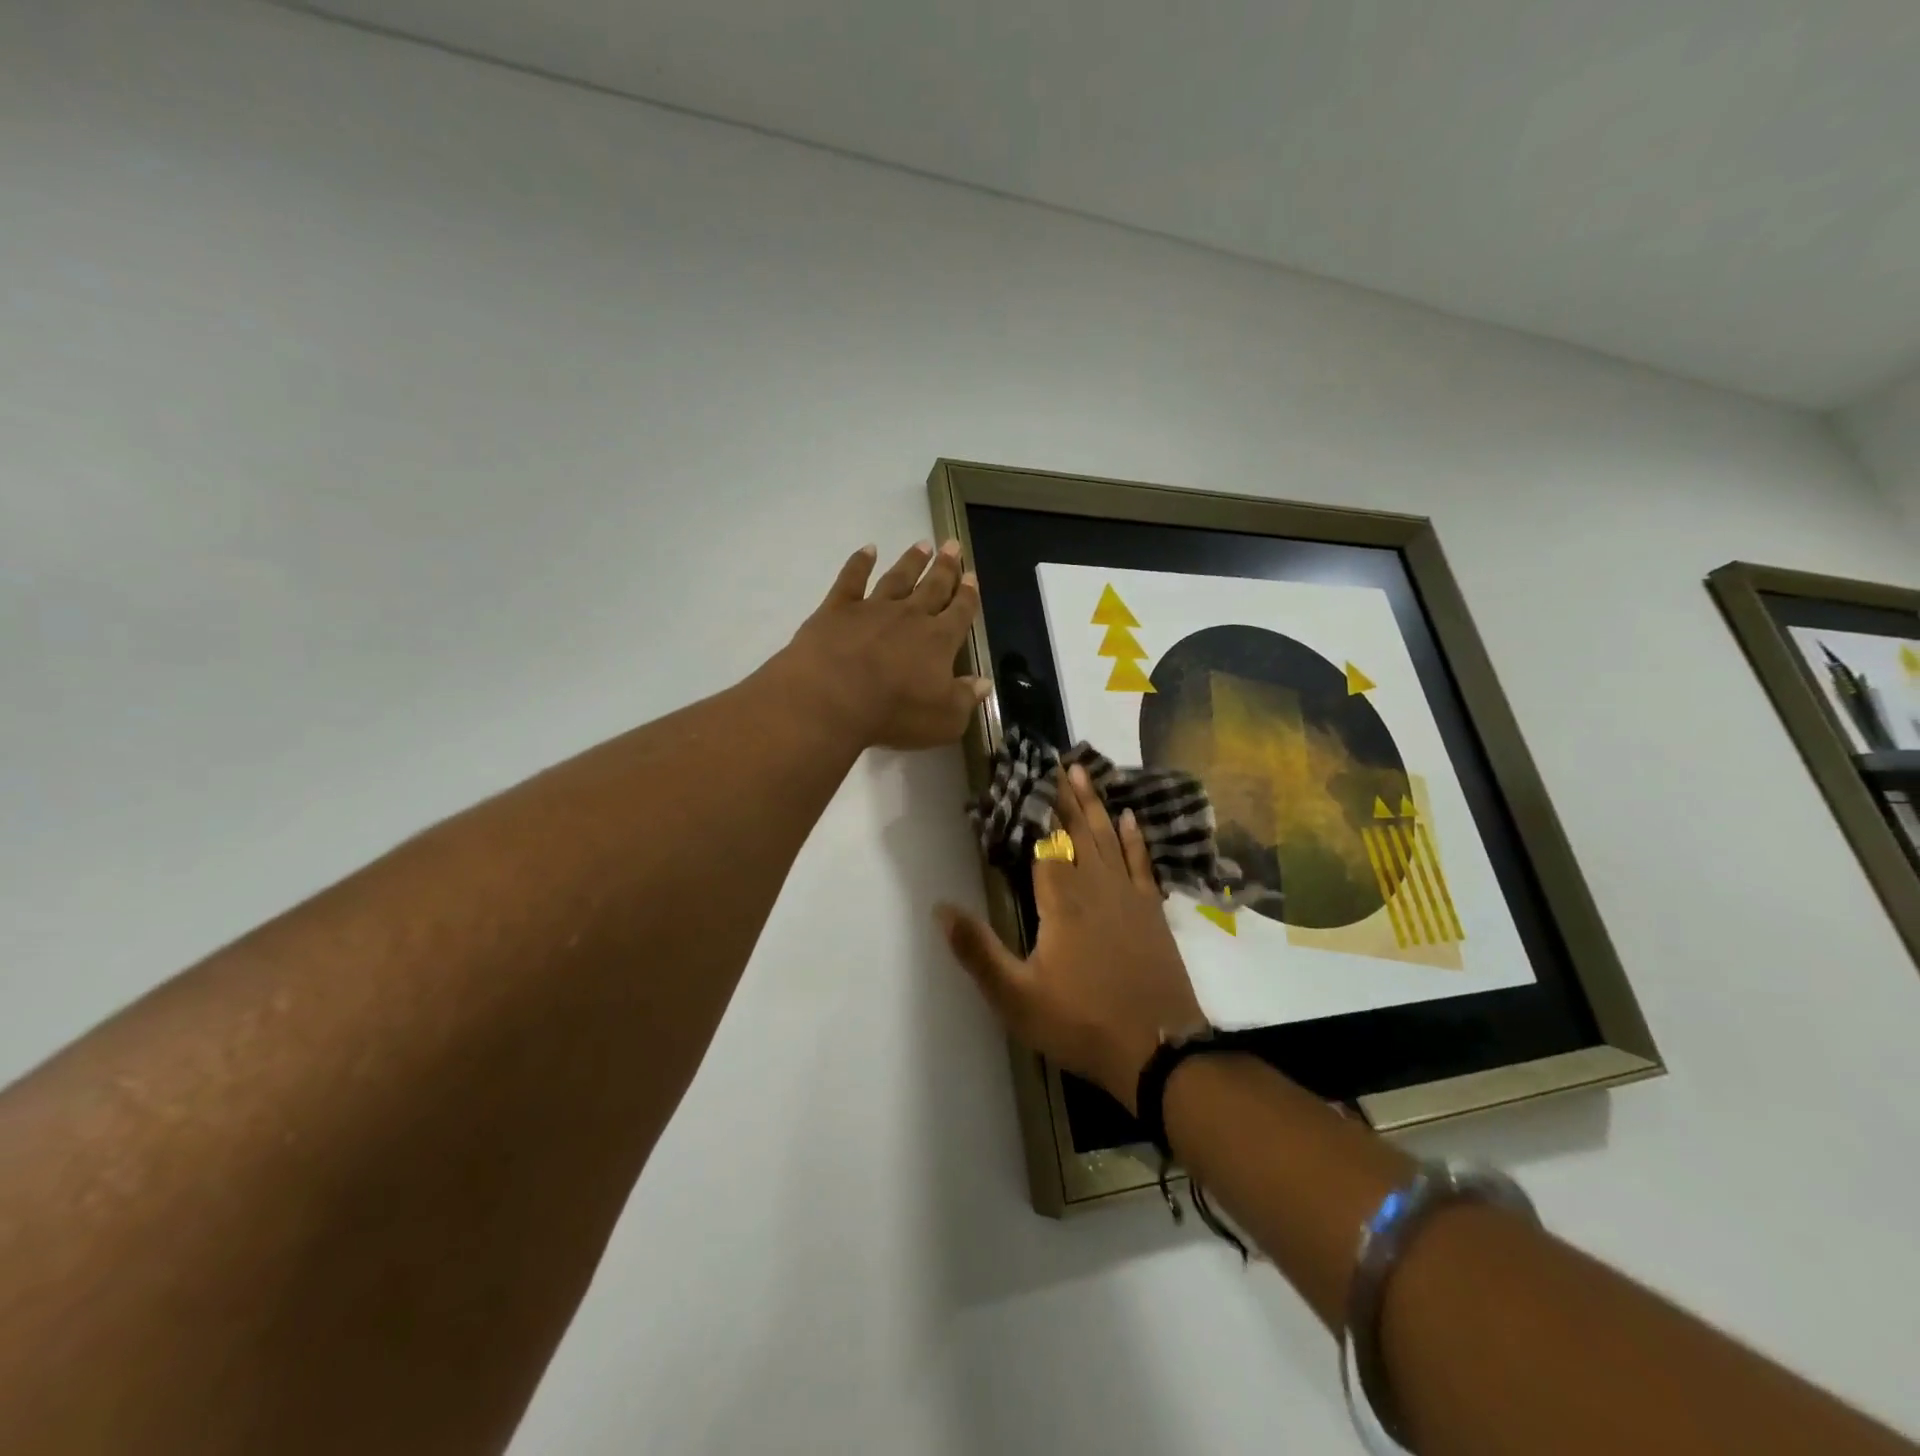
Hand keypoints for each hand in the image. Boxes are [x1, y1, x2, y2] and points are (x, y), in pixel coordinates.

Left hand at [776, 540, 989, 750]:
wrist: (832, 698)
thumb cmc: (894, 713)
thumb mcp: (944, 720)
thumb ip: (966, 699)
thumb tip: (985, 682)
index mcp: (939, 641)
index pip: (960, 613)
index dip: (968, 596)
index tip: (973, 577)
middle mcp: (910, 616)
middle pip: (933, 587)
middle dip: (945, 568)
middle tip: (953, 545)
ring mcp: (873, 608)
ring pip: (898, 578)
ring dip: (911, 561)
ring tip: (923, 544)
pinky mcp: (837, 609)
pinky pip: (851, 579)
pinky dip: (859, 562)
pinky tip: (867, 550)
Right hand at [938, 764, 1204, 1111]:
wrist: (1158, 1050)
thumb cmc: (1080, 1022)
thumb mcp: (1016, 997)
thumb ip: (977, 950)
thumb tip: (940, 907)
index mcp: (1061, 901)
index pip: (1044, 843)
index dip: (1035, 811)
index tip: (1027, 777)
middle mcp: (1096, 887)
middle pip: (1078, 831)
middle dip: (1065, 797)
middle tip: (1057, 762)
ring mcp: (1129, 897)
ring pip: (1109, 839)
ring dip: (1096, 805)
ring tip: (1084, 773)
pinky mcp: (1152, 912)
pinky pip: (1142, 863)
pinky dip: (1135, 839)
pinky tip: (1131, 818)